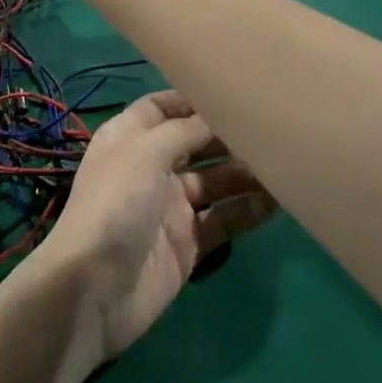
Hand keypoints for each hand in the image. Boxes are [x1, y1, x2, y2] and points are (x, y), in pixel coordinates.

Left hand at [34, 91, 277, 363]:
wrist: (96, 289)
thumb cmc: (116, 204)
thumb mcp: (145, 153)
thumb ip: (183, 131)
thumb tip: (217, 114)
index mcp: (130, 137)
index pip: (162, 107)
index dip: (193, 100)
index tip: (234, 93)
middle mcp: (151, 166)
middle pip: (195, 143)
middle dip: (228, 136)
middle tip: (272, 130)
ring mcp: (171, 205)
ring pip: (215, 181)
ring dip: (245, 173)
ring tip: (285, 165)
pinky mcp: (189, 242)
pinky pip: (224, 219)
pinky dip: (248, 209)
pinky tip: (279, 201)